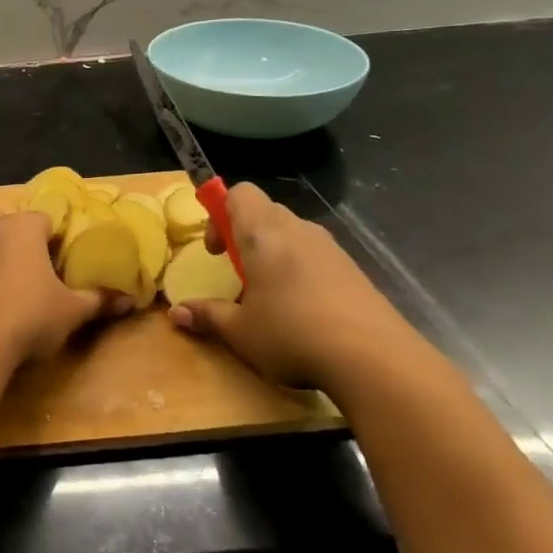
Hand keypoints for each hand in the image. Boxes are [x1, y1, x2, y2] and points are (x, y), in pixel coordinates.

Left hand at [0, 205, 131, 365]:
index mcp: (22, 227)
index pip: (45, 218)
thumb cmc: (29, 315)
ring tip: (17, 282)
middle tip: (37, 262)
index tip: (67, 257)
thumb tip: (131, 300)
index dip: (58, 235)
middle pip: (3, 218)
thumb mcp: (72, 311)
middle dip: (17, 233)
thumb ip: (99, 300)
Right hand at [168, 181, 425, 394]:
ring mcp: (331, 249)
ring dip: (274, 253)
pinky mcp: (354, 271)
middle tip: (237, 272)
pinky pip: (316, 256)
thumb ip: (207, 316)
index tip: (216, 251)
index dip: (220, 213)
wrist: (375, 359)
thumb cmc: (292, 334)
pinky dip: (301, 270)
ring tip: (269, 295)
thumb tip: (176, 314)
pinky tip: (303, 311)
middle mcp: (298, 230)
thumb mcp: (240, 331)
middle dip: (245, 235)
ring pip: (293, 234)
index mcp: (263, 234)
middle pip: (265, 211)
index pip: (239, 193)